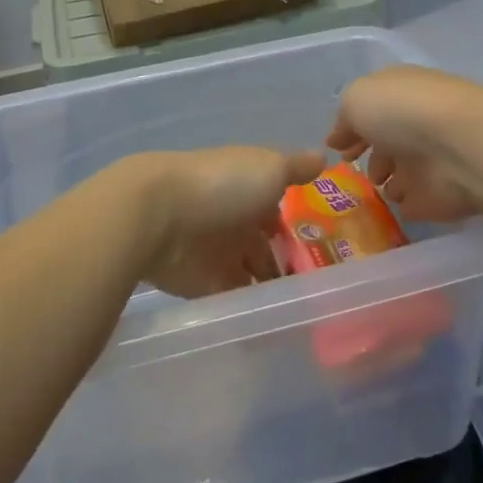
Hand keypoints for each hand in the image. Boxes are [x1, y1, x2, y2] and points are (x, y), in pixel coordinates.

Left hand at [135, 147, 324, 297]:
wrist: (157, 216)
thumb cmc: (221, 185)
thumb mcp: (268, 168)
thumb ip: (296, 168)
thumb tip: (323, 156)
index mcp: (246, 189)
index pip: (275, 210)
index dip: (295, 227)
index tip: (324, 249)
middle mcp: (231, 220)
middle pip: (262, 246)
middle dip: (284, 264)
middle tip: (318, 290)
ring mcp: (215, 253)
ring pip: (248, 274)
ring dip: (267, 290)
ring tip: (303, 314)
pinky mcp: (200, 284)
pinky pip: (230, 300)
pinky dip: (247, 311)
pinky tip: (274, 326)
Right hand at [327, 66, 482, 222]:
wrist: (459, 148)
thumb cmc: (402, 112)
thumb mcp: (357, 98)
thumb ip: (344, 118)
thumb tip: (339, 138)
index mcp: (399, 92)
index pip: (373, 109)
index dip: (353, 127)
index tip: (338, 148)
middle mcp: (417, 123)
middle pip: (390, 141)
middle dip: (373, 156)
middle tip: (355, 169)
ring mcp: (432, 159)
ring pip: (404, 172)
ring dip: (390, 182)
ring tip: (378, 187)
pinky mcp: (441, 195)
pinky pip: (417, 202)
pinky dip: (407, 205)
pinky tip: (395, 205)